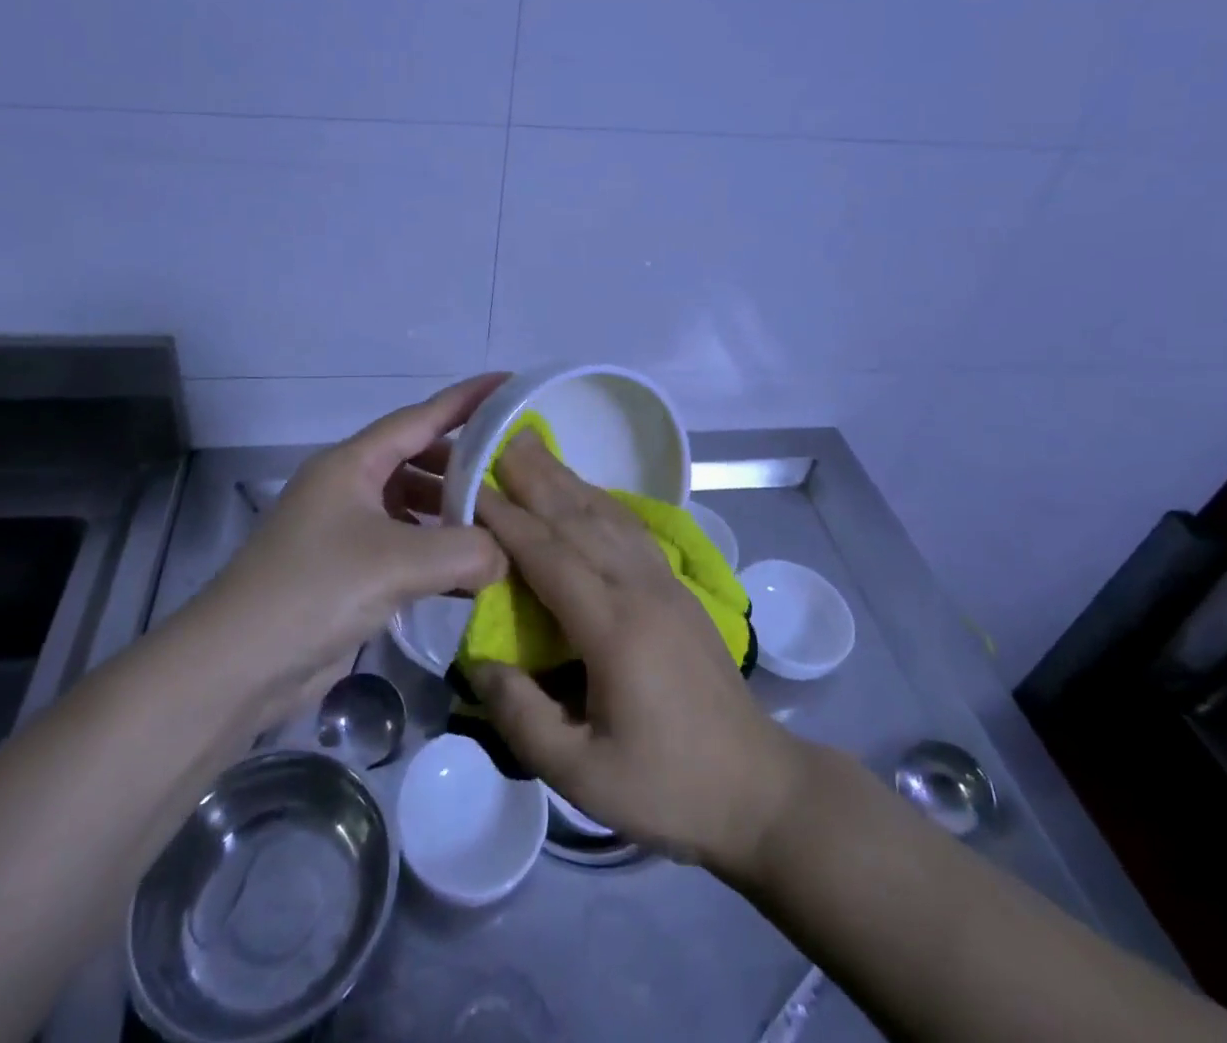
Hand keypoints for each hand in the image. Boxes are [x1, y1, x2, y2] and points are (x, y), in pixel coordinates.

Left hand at [202, 374, 506, 721]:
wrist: (236, 666)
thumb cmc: (315, 590)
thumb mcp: (397, 563)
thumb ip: (464, 551)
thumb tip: (504, 555)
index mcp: (352, 464)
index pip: (420, 417)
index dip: (466, 399)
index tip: (508, 383)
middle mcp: (348, 487)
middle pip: (417, 459)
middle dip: (463, 464)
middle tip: (512, 473)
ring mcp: (345, 529)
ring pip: (411, 505)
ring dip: (450, 513)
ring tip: (498, 525)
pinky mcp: (346, 570)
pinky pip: (403, 545)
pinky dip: (435, 552)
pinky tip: (468, 574)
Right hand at [471, 432, 804, 874]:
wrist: (756, 787)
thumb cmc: (666, 785)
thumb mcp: (581, 775)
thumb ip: (522, 717)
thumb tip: (479, 662)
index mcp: (614, 628)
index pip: (549, 555)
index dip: (507, 518)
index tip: (470, 485)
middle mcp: (640, 589)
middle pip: (579, 519)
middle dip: (536, 477)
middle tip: (499, 438)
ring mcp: (665, 583)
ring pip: (608, 516)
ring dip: (567, 479)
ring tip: (535, 449)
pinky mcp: (678, 588)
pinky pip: (631, 529)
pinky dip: (601, 500)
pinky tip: (585, 491)